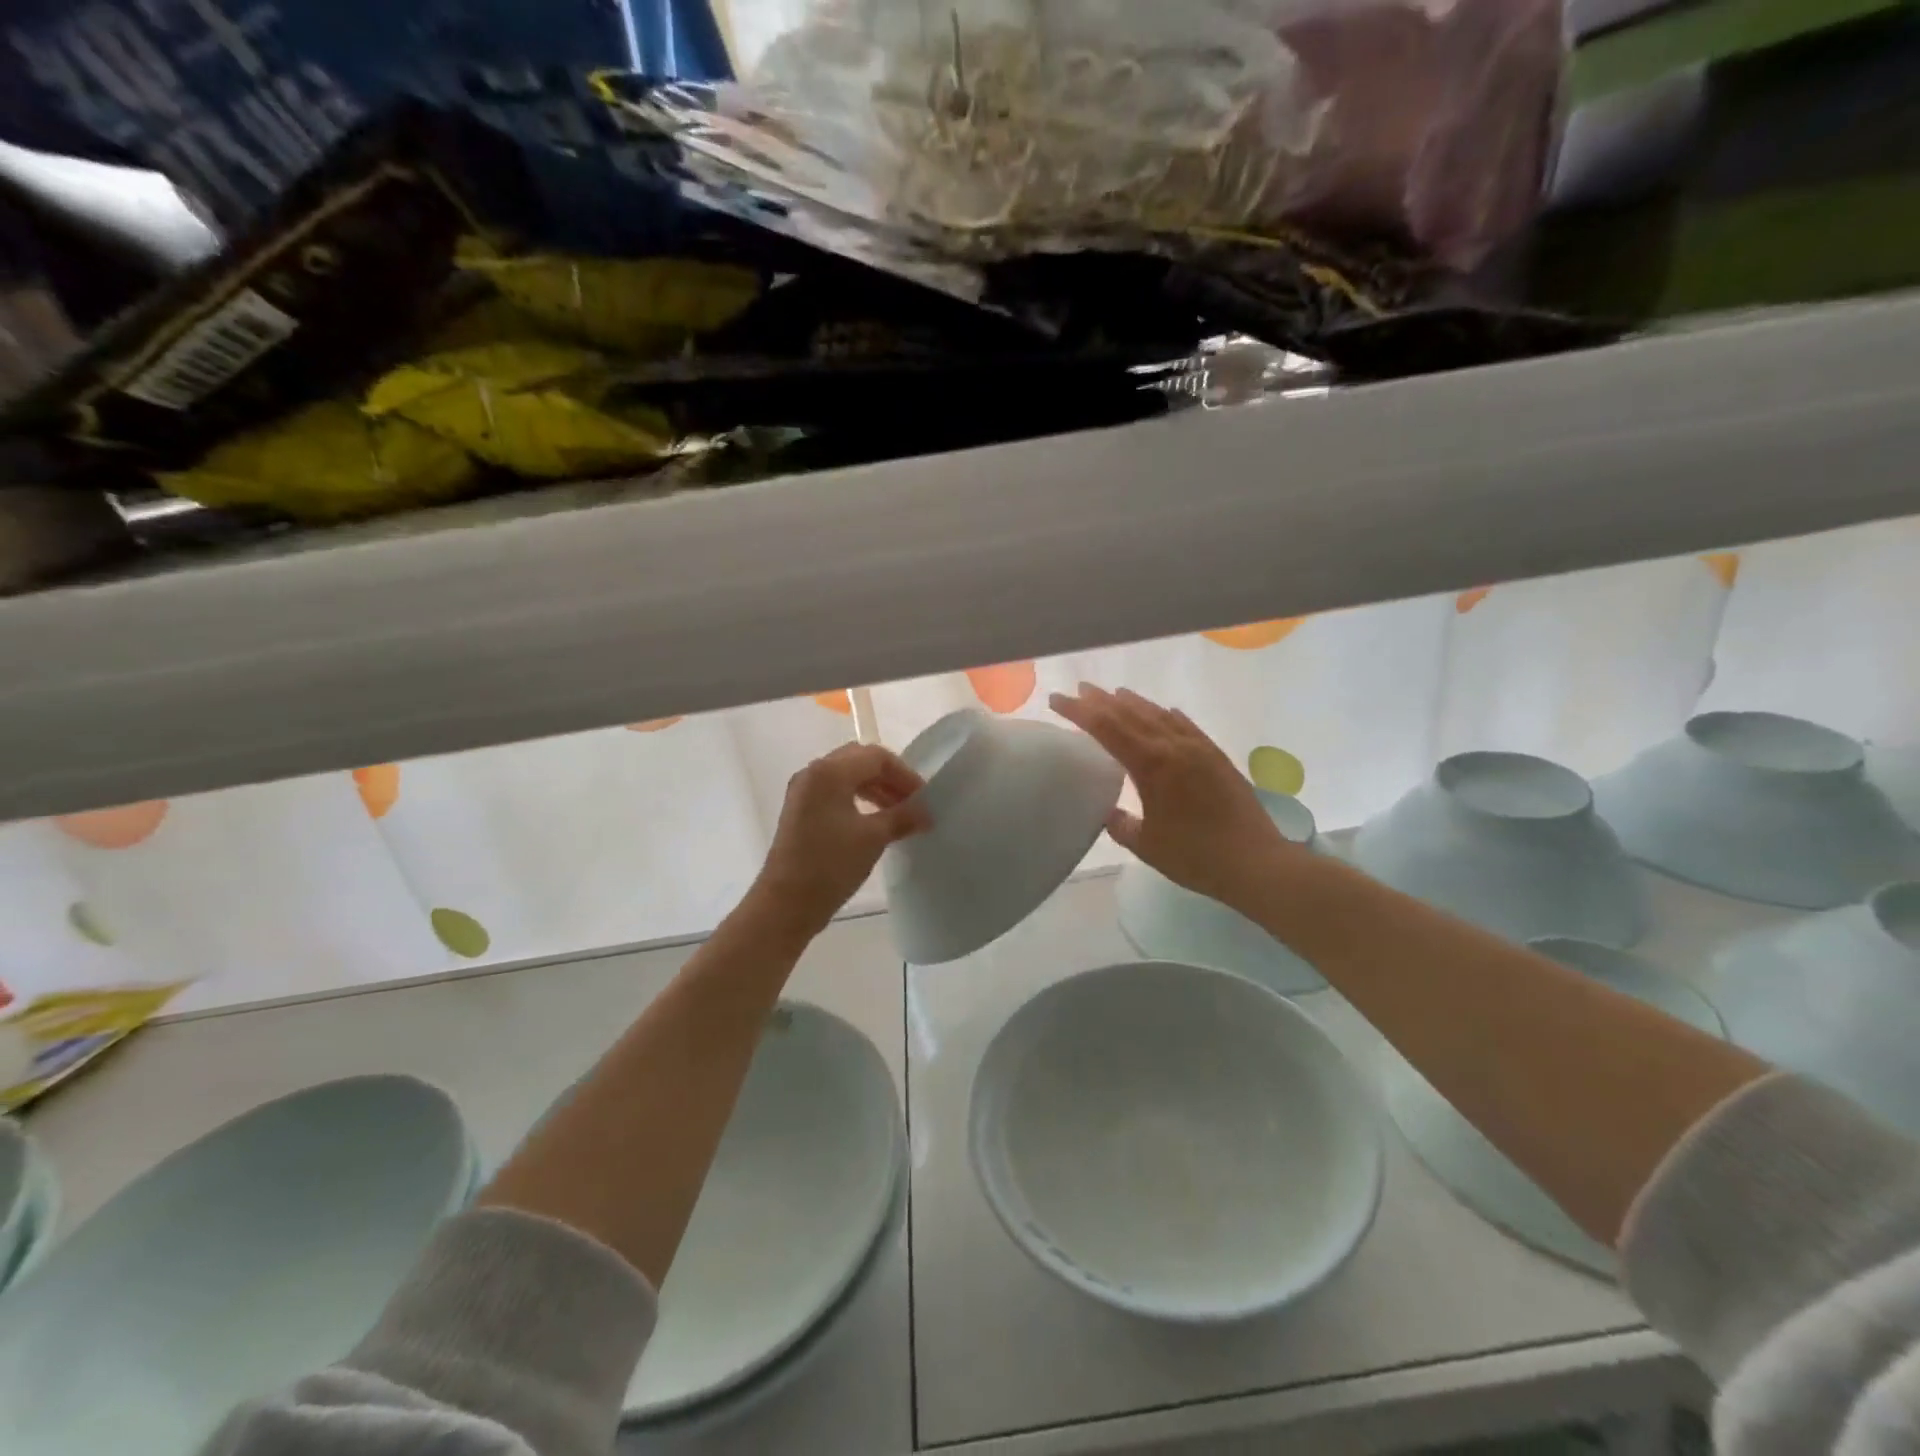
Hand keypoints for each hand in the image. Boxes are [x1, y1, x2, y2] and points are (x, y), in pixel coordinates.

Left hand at [748, 742, 929, 938]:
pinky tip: (875, 820)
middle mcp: (813, 772)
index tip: (924, 798)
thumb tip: (925, 812)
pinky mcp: (800, 810)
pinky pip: (835, 791)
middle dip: (890, 777)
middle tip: (912, 801)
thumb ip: (902, 816)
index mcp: (830, 772)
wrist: (786, 904)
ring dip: (875, 788)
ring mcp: (803, 791)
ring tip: (899, 812)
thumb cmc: (831, 865)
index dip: (904, 774)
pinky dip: (858, 798)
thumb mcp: (873, 838)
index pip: (876, 757)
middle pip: (860, 760)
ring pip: (847, 776)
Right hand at [1050, 684, 1296, 910]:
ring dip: (1133, 702)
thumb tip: (1108, 812)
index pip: (1106, 728)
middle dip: (1101, 701)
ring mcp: (1198, 749)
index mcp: (1151, 765)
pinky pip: (1186, 726)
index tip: (1057, 700)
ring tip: (1114, 693)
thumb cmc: (1195, 857)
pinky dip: (1167, 715)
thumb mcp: (1146, 845)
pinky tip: (1163, 711)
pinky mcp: (1216, 756)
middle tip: (1080, 690)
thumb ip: (1121, 825)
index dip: (1079, 712)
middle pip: (1130, 714)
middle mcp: (1173, 747)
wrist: (1255, 862)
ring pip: (1159, 715)